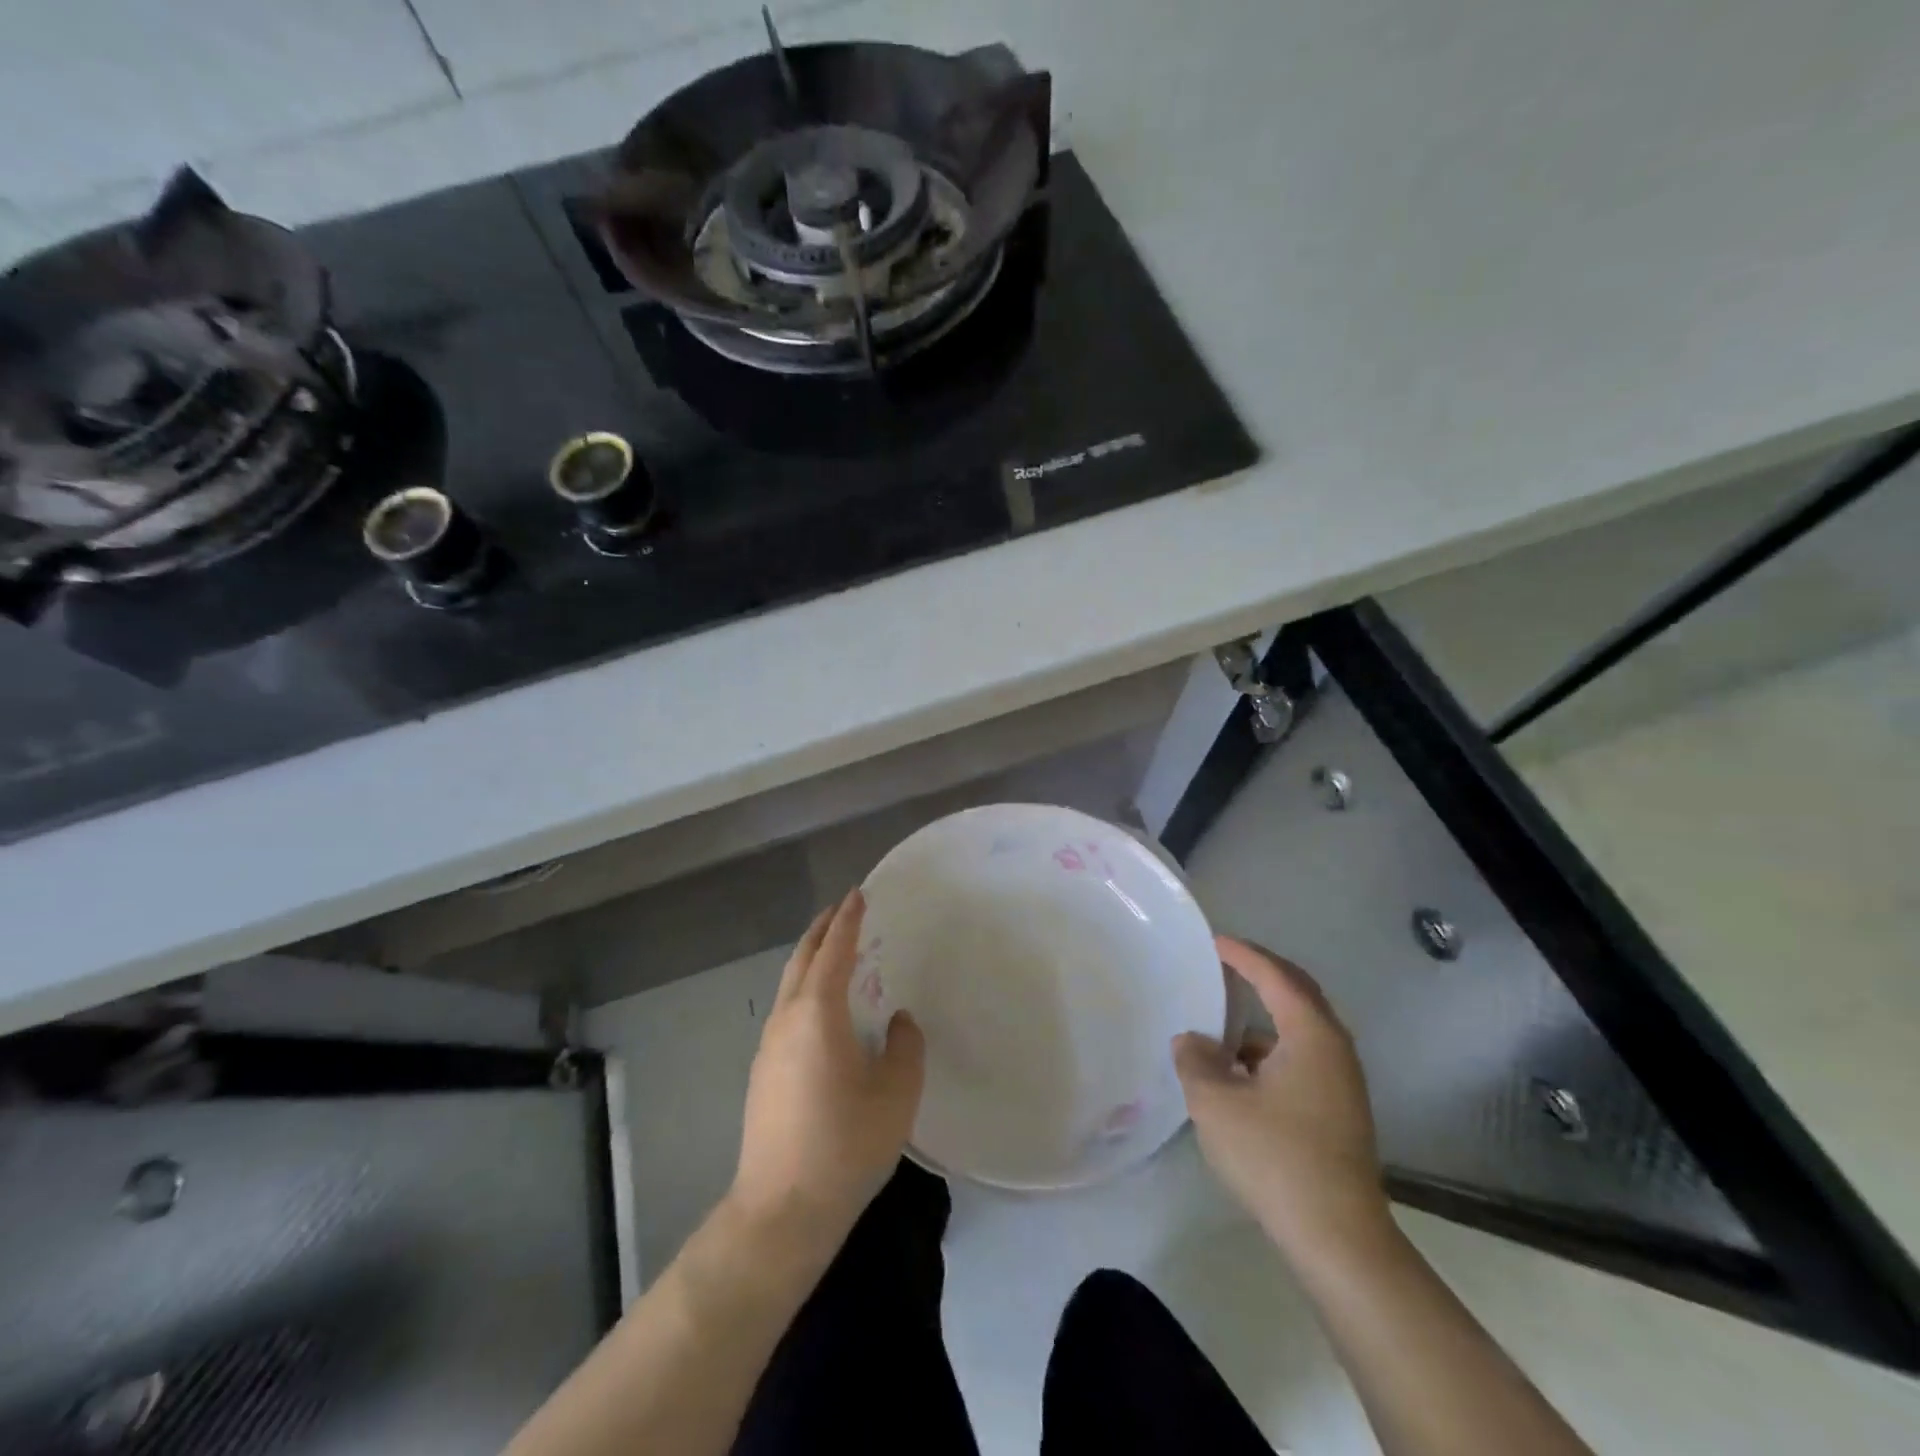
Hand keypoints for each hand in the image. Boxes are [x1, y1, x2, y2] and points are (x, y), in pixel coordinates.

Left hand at [730, 890, 925, 1251]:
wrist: (781, 1212)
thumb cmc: (845, 1145)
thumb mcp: (896, 1094)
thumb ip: (905, 1047)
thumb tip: (898, 1021)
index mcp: (817, 1014)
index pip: (833, 951)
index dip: (848, 920)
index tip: (858, 894)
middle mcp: (786, 1021)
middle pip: (801, 960)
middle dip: (821, 931)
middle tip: (841, 910)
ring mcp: (768, 1048)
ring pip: (788, 986)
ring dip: (809, 959)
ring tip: (833, 951)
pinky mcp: (762, 1075)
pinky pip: (786, 1011)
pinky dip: (804, 989)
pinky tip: (820, 1009)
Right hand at [1174, 936, 1390, 1258]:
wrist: (1337, 1239)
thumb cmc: (1275, 1157)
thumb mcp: (1216, 1102)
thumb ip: (1195, 1061)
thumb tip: (1192, 1041)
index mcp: (1310, 1034)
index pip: (1275, 975)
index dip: (1243, 954)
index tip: (1213, 941)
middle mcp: (1334, 1049)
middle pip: (1298, 994)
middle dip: (1262, 974)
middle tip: (1225, 964)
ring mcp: (1342, 1083)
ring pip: (1300, 1030)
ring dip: (1265, 1017)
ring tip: (1223, 1022)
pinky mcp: (1340, 1112)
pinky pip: (1302, 1058)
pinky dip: (1271, 1050)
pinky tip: (1241, 1073)